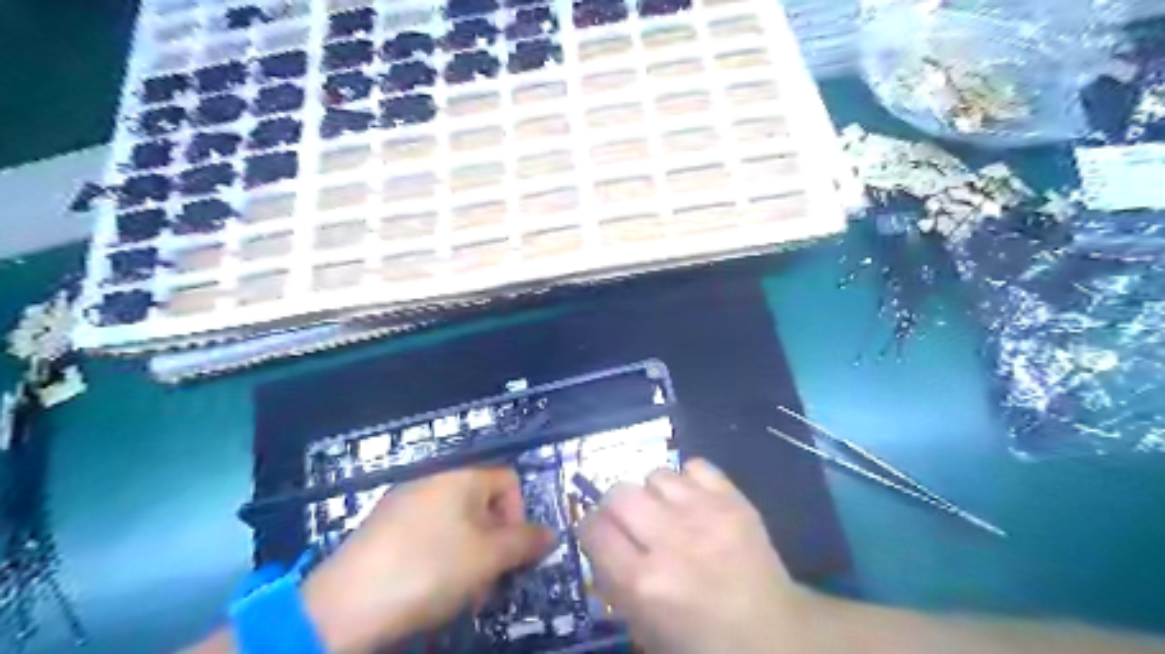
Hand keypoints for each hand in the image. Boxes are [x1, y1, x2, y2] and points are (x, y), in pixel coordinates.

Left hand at [299, 464, 553, 653]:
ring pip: (456, 524)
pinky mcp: (382, 527)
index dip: (520, 515)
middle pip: (483, 505)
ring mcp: (404, 502)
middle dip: (494, 544)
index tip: (512, 554)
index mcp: (461, 477)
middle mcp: (433, 480)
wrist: (343, 606)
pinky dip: (439, 558)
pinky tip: (428, 589)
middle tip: (488, 582)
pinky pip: (427, 534)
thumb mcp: (488, 558)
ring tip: (460, 594)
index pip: (509, 481)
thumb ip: (525, 542)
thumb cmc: (428, 570)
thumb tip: (551, 533)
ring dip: (469, 556)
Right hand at [575, 461, 812, 653]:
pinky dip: (688, 480)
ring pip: (655, 475)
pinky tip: (694, 501)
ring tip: (666, 510)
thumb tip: (600, 543)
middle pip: (619, 493)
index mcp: (644, 583)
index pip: (593, 528)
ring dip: (653, 493)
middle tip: (629, 521)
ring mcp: (705, 514)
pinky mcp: (733, 500)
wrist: (774, 634)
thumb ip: (615, 583)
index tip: (598, 533)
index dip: (590, 528)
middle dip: (616, 506)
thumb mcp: (644, 629)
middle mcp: (670, 540)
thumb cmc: (703, 641)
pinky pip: (694, 466)